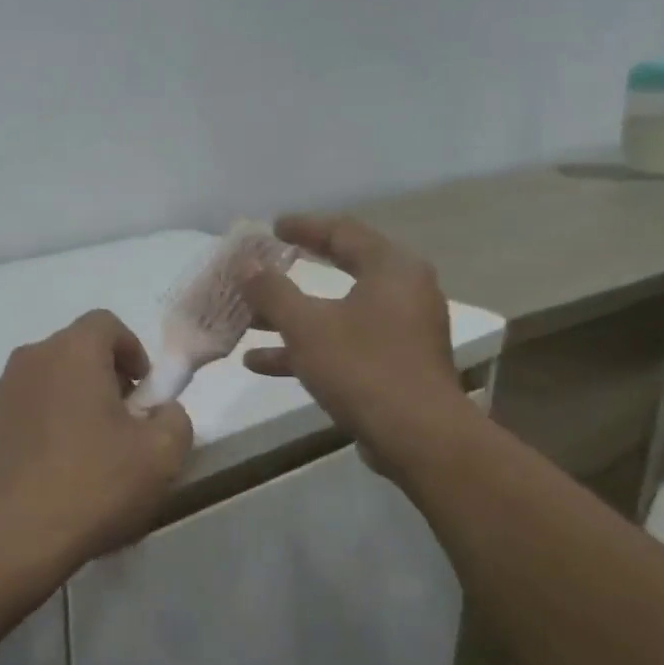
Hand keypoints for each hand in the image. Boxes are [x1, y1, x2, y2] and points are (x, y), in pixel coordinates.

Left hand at [0, 310, 193, 575]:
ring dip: (72, 398)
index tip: (144, 393)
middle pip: (75, 350)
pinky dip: (44, 422)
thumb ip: (174, 416)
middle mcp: (30, 359)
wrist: (17, 538)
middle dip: (104, 376)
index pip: (106, 323)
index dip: (132, 350)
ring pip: (48, 379)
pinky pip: (24, 408)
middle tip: (123, 422)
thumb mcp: (162, 454)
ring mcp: (0, 393)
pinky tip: (55, 467)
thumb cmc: (95, 485)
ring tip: (88, 448)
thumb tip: (161, 410)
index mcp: (72, 352)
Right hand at [241, 215, 470, 475]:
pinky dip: (308, 347)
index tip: (272, 227)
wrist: (417, 437)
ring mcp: (401, 331)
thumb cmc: (362, 368)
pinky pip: (344, 343)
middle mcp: (403, 292)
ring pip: (338, 312)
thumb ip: (272, 292)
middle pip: (341, 270)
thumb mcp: (306, 326)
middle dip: (294, 273)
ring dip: (292, 316)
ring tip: (248, 320)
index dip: (304, 227)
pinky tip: (260, 363)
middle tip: (264, 264)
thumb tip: (246, 264)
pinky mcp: (395, 364)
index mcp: (391, 269)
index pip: (343, 232)